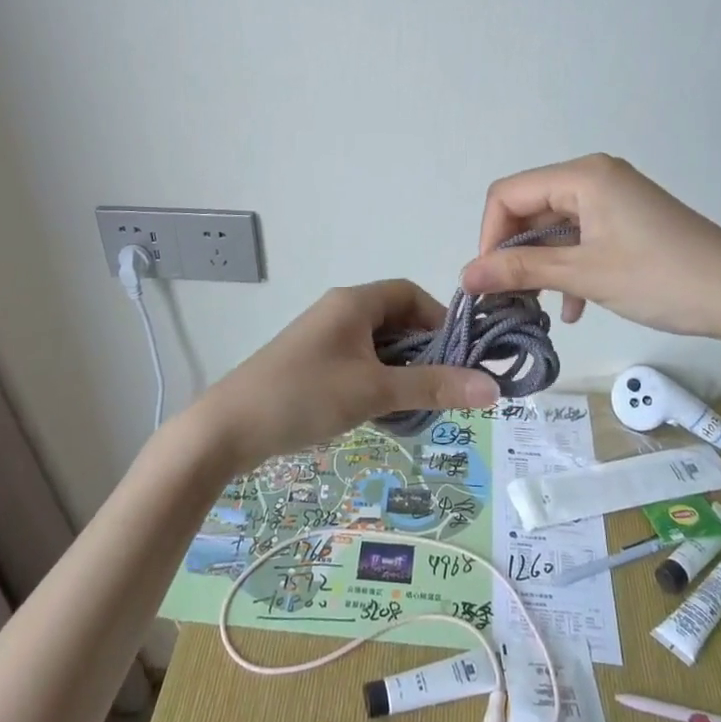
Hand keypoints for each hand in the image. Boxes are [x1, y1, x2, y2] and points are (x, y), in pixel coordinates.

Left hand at [191, 280, 499, 471]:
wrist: (227, 428)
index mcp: (354, 302)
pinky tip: (383, 413)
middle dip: (423, 352)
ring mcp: (322, 338)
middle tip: (444, 388)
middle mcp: (339, 311)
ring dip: (400, 371)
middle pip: (395, 320)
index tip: (458, 358)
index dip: (438, 321)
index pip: (409, 294)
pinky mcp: (311, 363)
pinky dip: (377, 381)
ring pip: (377, 345)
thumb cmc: (305, 396)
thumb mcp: (374, 392)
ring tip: (417, 406)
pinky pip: (357, 362)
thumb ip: (432, 387)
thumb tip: (493, 387)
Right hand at [459, 154, 720, 356]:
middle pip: (530, 208)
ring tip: (535, 307)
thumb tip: (464, 276)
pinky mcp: (628, 220)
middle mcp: (594, 177)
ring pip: (554, 227)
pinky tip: (572, 307)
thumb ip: (521, 271)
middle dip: (514, 253)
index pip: (508, 194)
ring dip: (540, 264)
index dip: (489, 236)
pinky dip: (569, 267)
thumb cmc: (662, 279)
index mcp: (582, 176)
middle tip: (506, 297)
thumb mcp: (585, 275)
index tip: (487, 280)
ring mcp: (614, 198)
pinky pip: (581, 237)